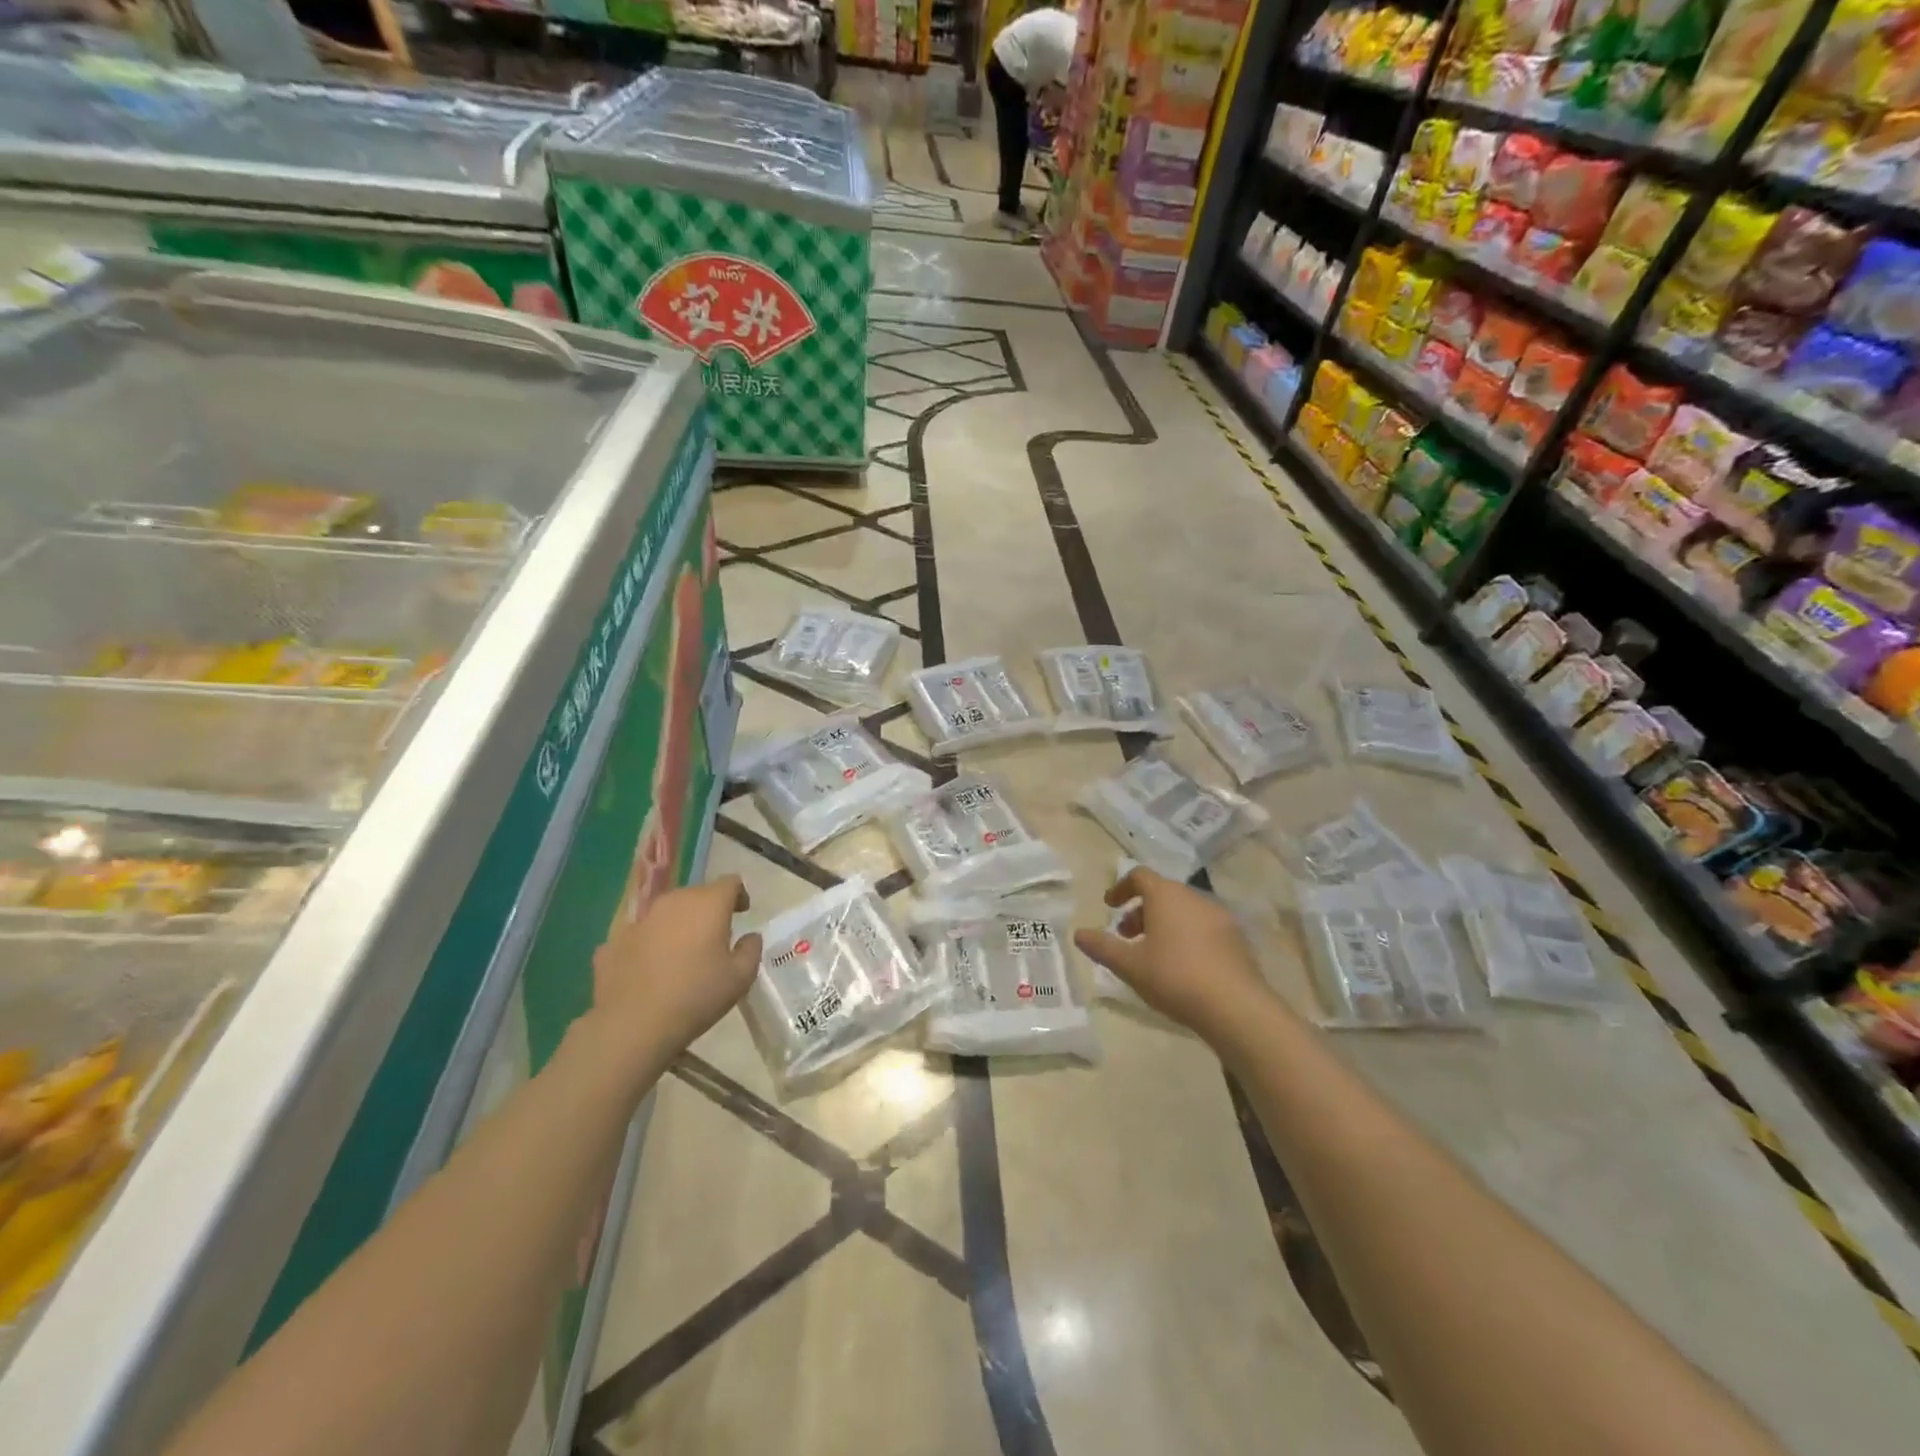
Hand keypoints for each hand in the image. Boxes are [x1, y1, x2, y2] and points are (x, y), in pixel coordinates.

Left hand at [592, 876, 761, 1059]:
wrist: (632, 1025)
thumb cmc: (696, 996)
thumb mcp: (741, 977)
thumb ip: (751, 949)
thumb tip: (749, 936)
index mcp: (707, 903)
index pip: (730, 883)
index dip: (739, 895)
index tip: (742, 914)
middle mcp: (672, 902)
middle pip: (696, 895)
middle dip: (707, 911)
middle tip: (714, 938)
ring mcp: (639, 921)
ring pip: (666, 913)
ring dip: (677, 926)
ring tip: (681, 955)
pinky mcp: (613, 942)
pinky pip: (639, 936)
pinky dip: (649, 946)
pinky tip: (650, 971)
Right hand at [1074, 868, 1276, 1041]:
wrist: (1236, 1007)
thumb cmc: (1174, 977)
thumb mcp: (1130, 965)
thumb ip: (1102, 947)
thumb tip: (1079, 934)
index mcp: (1165, 895)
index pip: (1139, 876)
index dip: (1121, 888)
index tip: (1110, 906)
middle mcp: (1194, 897)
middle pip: (1162, 893)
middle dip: (1141, 911)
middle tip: (1127, 936)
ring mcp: (1219, 916)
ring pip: (1183, 910)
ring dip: (1163, 923)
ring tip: (1153, 954)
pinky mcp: (1236, 938)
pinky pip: (1203, 927)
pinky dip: (1186, 936)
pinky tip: (1183, 966)